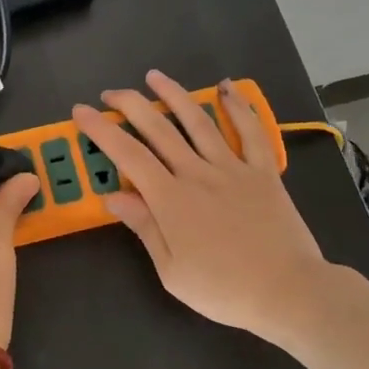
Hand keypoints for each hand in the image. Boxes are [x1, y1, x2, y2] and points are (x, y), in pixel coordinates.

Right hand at [73, 72, 329, 343]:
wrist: (287, 291)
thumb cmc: (223, 289)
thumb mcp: (171, 271)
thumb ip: (144, 227)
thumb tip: (113, 196)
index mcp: (170, 199)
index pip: (127, 154)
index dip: (101, 129)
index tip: (81, 111)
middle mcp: (197, 173)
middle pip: (158, 129)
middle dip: (130, 105)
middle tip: (110, 94)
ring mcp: (232, 168)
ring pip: (198, 121)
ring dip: (174, 95)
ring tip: (154, 76)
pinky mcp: (263, 172)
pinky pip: (250, 132)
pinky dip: (238, 106)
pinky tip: (226, 87)